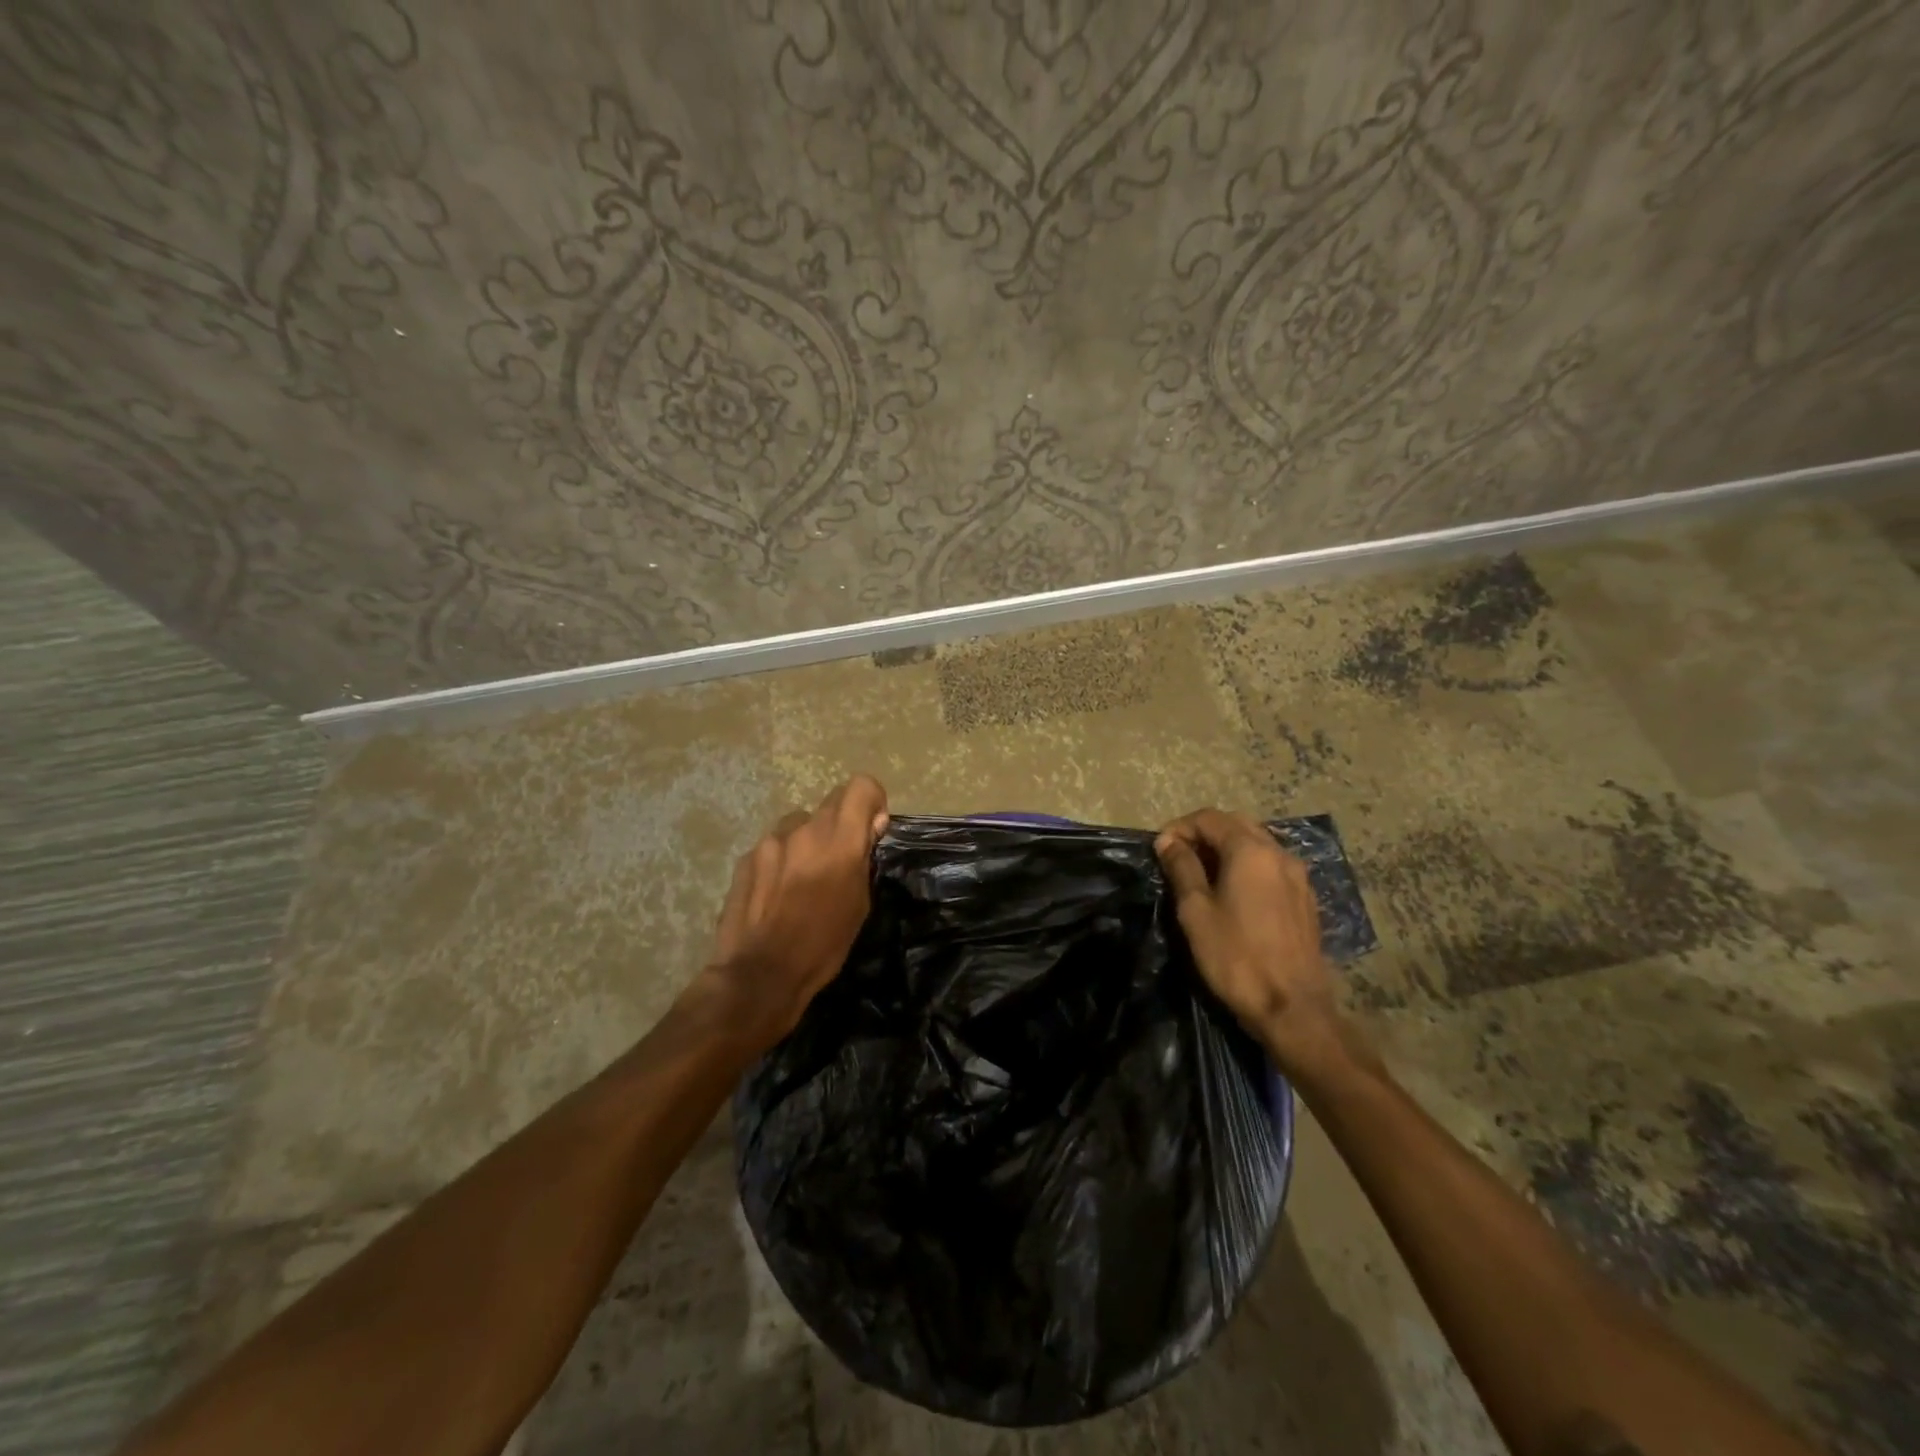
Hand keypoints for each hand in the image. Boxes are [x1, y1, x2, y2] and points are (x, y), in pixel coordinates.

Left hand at [693, 773, 889, 1054]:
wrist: (760, 975)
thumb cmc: (822, 946)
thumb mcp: (859, 904)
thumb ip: (863, 857)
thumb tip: (872, 824)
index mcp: (839, 841)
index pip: (860, 786)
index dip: (871, 801)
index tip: (871, 829)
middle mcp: (804, 830)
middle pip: (831, 802)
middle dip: (842, 823)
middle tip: (840, 858)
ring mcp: (770, 842)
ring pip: (800, 823)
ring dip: (809, 839)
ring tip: (805, 877)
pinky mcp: (746, 858)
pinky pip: (774, 845)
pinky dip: (783, 858)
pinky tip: (778, 892)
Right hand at [1155, 808, 1366, 1086]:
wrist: (1292, 1008)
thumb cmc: (1236, 957)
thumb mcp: (1195, 911)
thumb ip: (1181, 868)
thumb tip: (1168, 842)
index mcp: (1250, 851)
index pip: (1209, 818)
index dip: (1180, 828)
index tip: (1160, 850)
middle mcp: (1279, 853)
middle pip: (1236, 825)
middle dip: (1203, 834)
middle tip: (1178, 858)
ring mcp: (1297, 876)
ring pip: (1256, 844)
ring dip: (1225, 849)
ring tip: (1201, 875)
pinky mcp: (1305, 899)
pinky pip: (1270, 866)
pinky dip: (1246, 866)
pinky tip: (1232, 893)